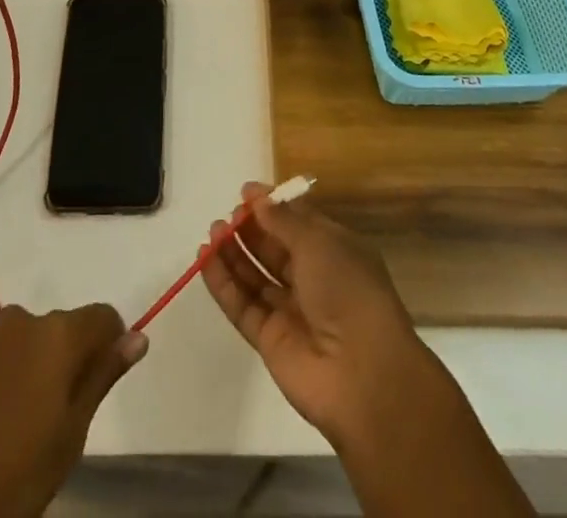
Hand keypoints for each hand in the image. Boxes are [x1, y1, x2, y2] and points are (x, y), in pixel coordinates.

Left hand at [0, 303, 145, 517]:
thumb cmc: (10, 483)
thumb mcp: (70, 438)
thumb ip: (103, 377)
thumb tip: (138, 337)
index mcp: (59, 336)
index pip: (102, 318)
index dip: (107, 345)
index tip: (97, 382)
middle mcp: (20, 319)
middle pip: (54, 329)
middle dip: (57, 360)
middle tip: (45, 418)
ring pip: (12, 340)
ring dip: (16, 366)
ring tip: (1, 423)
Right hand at [199, 182, 448, 448]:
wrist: (361, 374)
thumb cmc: (347, 290)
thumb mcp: (318, 242)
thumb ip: (283, 220)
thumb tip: (259, 199)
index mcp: (334, 251)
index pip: (298, 222)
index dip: (272, 207)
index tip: (245, 192)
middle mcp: (313, 279)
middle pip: (274, 248)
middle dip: (250, 229)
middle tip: (227, 215)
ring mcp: (290, 311)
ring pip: (255, 276)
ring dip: (233, 253)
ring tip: (212, 231)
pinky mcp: (270, 341)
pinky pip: (242, 306)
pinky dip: (223, 284)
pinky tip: (204, 260)